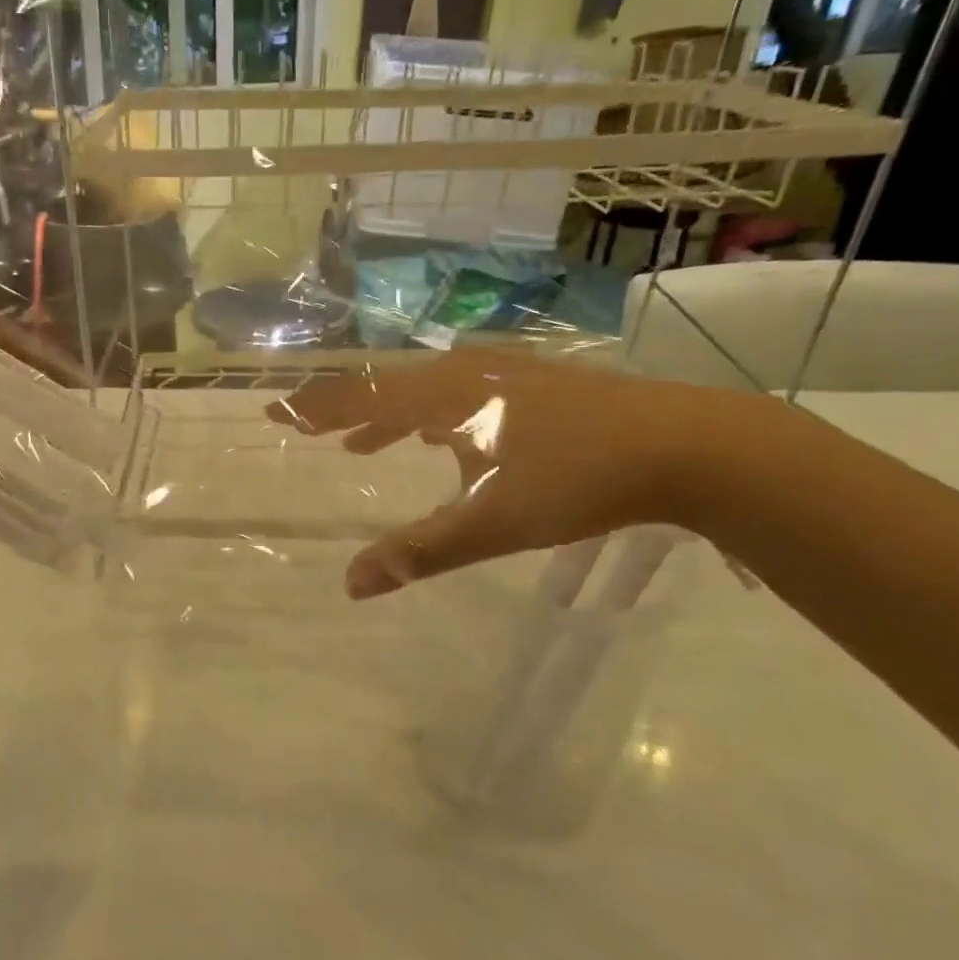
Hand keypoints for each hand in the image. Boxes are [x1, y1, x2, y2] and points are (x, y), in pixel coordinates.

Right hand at [269, 349, 767, 598]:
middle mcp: (464, 375)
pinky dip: (431, 415)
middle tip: (308, 425)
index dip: (313, 407)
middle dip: (343, 409)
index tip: (273, 409)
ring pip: (425, 390)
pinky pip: (459, 394)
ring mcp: (503, 374)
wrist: (685, 443)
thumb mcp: (491, 522)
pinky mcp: (534, 384)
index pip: (359, 398)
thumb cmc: (576, 479)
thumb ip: (419, 552)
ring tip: (362, 444)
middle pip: (386, 386)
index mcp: (444, 398)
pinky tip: (445, 437)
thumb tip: (351, 585)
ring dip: (388, 414)